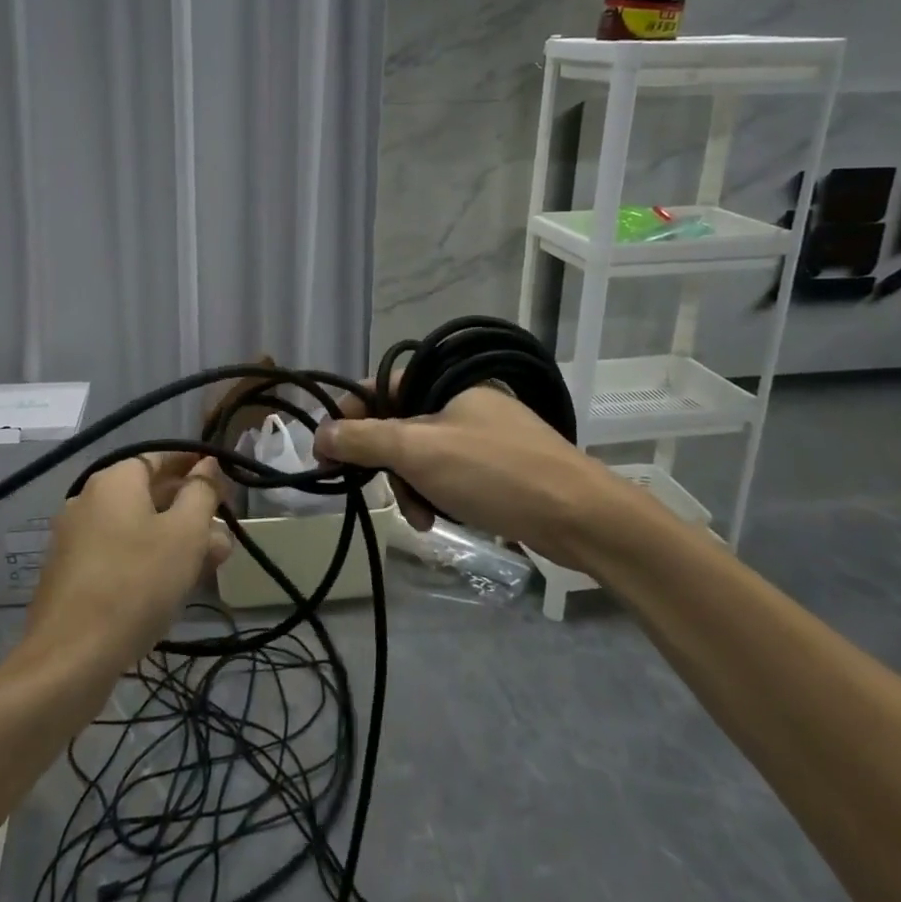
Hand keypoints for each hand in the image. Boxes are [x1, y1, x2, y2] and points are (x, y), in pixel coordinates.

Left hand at [23, 456, 231, 671]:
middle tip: (225, 532)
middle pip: (148, 494)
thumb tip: (208, 463)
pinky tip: (173, 585)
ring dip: (175, 539)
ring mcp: (75, 538)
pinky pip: (119, 553)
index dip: (192, 465)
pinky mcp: (72, 574)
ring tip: (212, 563)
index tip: (222, 479)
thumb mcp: (185, 534)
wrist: (70, 658)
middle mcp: (89, 499)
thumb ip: (201, 492)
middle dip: (190, 509)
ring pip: (137, 527)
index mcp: (114, 480)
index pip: (159, 457)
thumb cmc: (137, 583)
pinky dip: (148, 559)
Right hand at [313, 383, 659, 572]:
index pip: (380, 387)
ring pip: (422, 454)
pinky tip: (438, 518)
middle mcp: (464, 402)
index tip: (326, 449)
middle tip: (373, 489)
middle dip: (384, 461)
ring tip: (419, 516)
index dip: (348, 414)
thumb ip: (363, 439)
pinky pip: (449, 473)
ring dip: (409, 484)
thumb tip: (318, 434)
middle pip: (399, 424)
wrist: (582, 518)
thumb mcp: (419, 451)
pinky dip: (436, 493)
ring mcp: (484, 435)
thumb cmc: (495, 473)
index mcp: (447, 383)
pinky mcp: (499, 467)